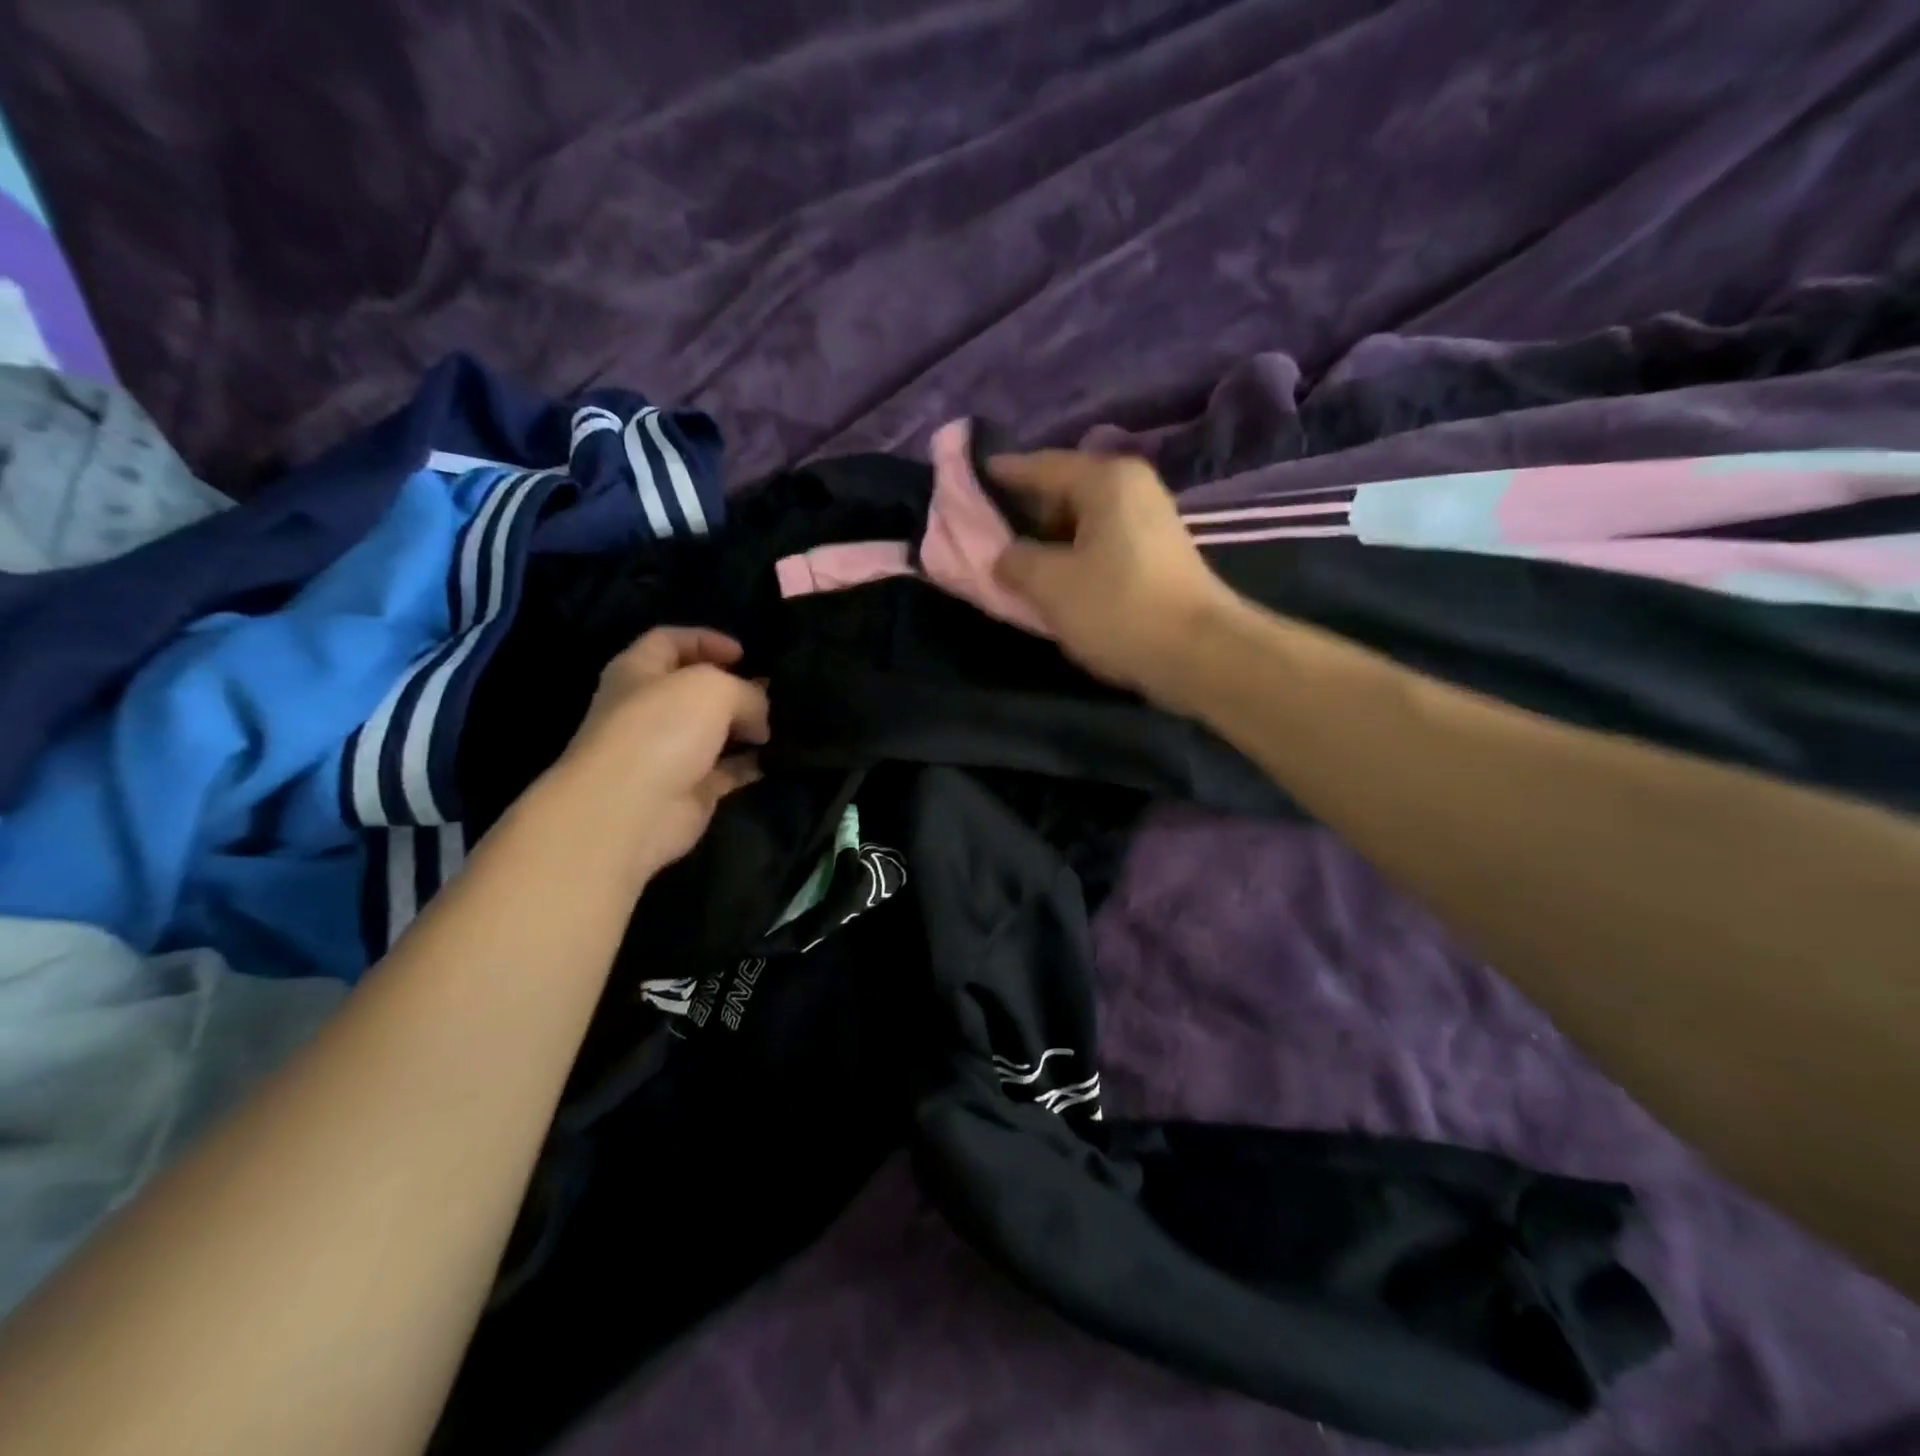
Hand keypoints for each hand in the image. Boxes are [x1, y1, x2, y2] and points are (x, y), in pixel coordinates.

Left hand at [549, 627, 769, 877]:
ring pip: (714, 731)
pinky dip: (751, 764)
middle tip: (774, 690)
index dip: (706, 640)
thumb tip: (759, 718)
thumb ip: (746, 692)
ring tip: (785, 722)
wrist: (631, 808)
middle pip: (696, 689)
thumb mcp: (714, 688)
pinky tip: (779, 757)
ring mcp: (668, 752)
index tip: (745, 652)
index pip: (669, 641)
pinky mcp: (688, 790)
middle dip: (735, 687)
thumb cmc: (662, 728)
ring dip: (747, 727)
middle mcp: (649, 709)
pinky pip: (727, 771)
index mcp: (638, 672)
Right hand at [990, 451, 1236, 710]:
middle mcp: (1131, 489)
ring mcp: (1149, 521)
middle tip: (985, 531)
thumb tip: (1004, 557)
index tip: (968, 480)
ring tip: (1012, 560)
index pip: (1040, 465)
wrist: (1198, 654)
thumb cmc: (1118, 608)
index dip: (1001, 474)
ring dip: (1047, 539)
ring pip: (1081, 521)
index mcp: (1106, 480)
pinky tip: (1052, 579)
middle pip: (1062, 490)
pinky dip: (1072, 556)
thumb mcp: (1050, 584)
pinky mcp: (1155, 555)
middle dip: (1023, 512)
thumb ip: (1015, 561)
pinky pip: (1100, 544)